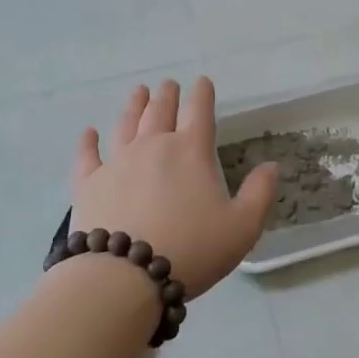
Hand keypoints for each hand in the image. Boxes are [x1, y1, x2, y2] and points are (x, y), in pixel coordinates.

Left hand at [70, 78, 277, 299]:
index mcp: (191, 152)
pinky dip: (88, 142)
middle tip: (168, 85)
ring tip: (138, 92)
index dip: (202, 94)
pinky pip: (87, 155)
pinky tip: (89, 132)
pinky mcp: (89, 183)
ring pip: (126, 124)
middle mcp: (153, 146)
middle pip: (160, 111)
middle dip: (167, 95)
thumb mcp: (242, 227)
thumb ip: (260, 194)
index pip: (199, 112)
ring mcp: (117, 162)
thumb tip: (271, 166)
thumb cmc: (192, 249)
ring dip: (134, 106)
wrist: (125, 275)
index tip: (202, 82)